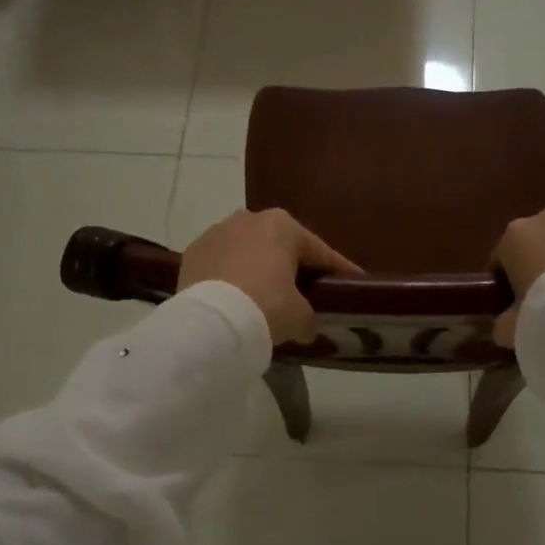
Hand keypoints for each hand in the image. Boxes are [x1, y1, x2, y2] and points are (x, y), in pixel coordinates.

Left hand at [179, 208, 362, 343]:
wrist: (212, 322)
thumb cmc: (267, 307)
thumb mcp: (301, 316)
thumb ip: (309, 315)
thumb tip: (307, 325)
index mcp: (283, 225)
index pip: (319, 252)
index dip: (339, 271)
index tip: (353, 283)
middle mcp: (249, 218)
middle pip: (280, 247)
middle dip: (293, 267)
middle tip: (307, 292)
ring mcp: (216, 233)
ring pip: (248, 253)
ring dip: (259, 270)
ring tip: (267, 297)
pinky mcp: (192, 253)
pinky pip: (222, 266)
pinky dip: (232, 279)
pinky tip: (237, 299)